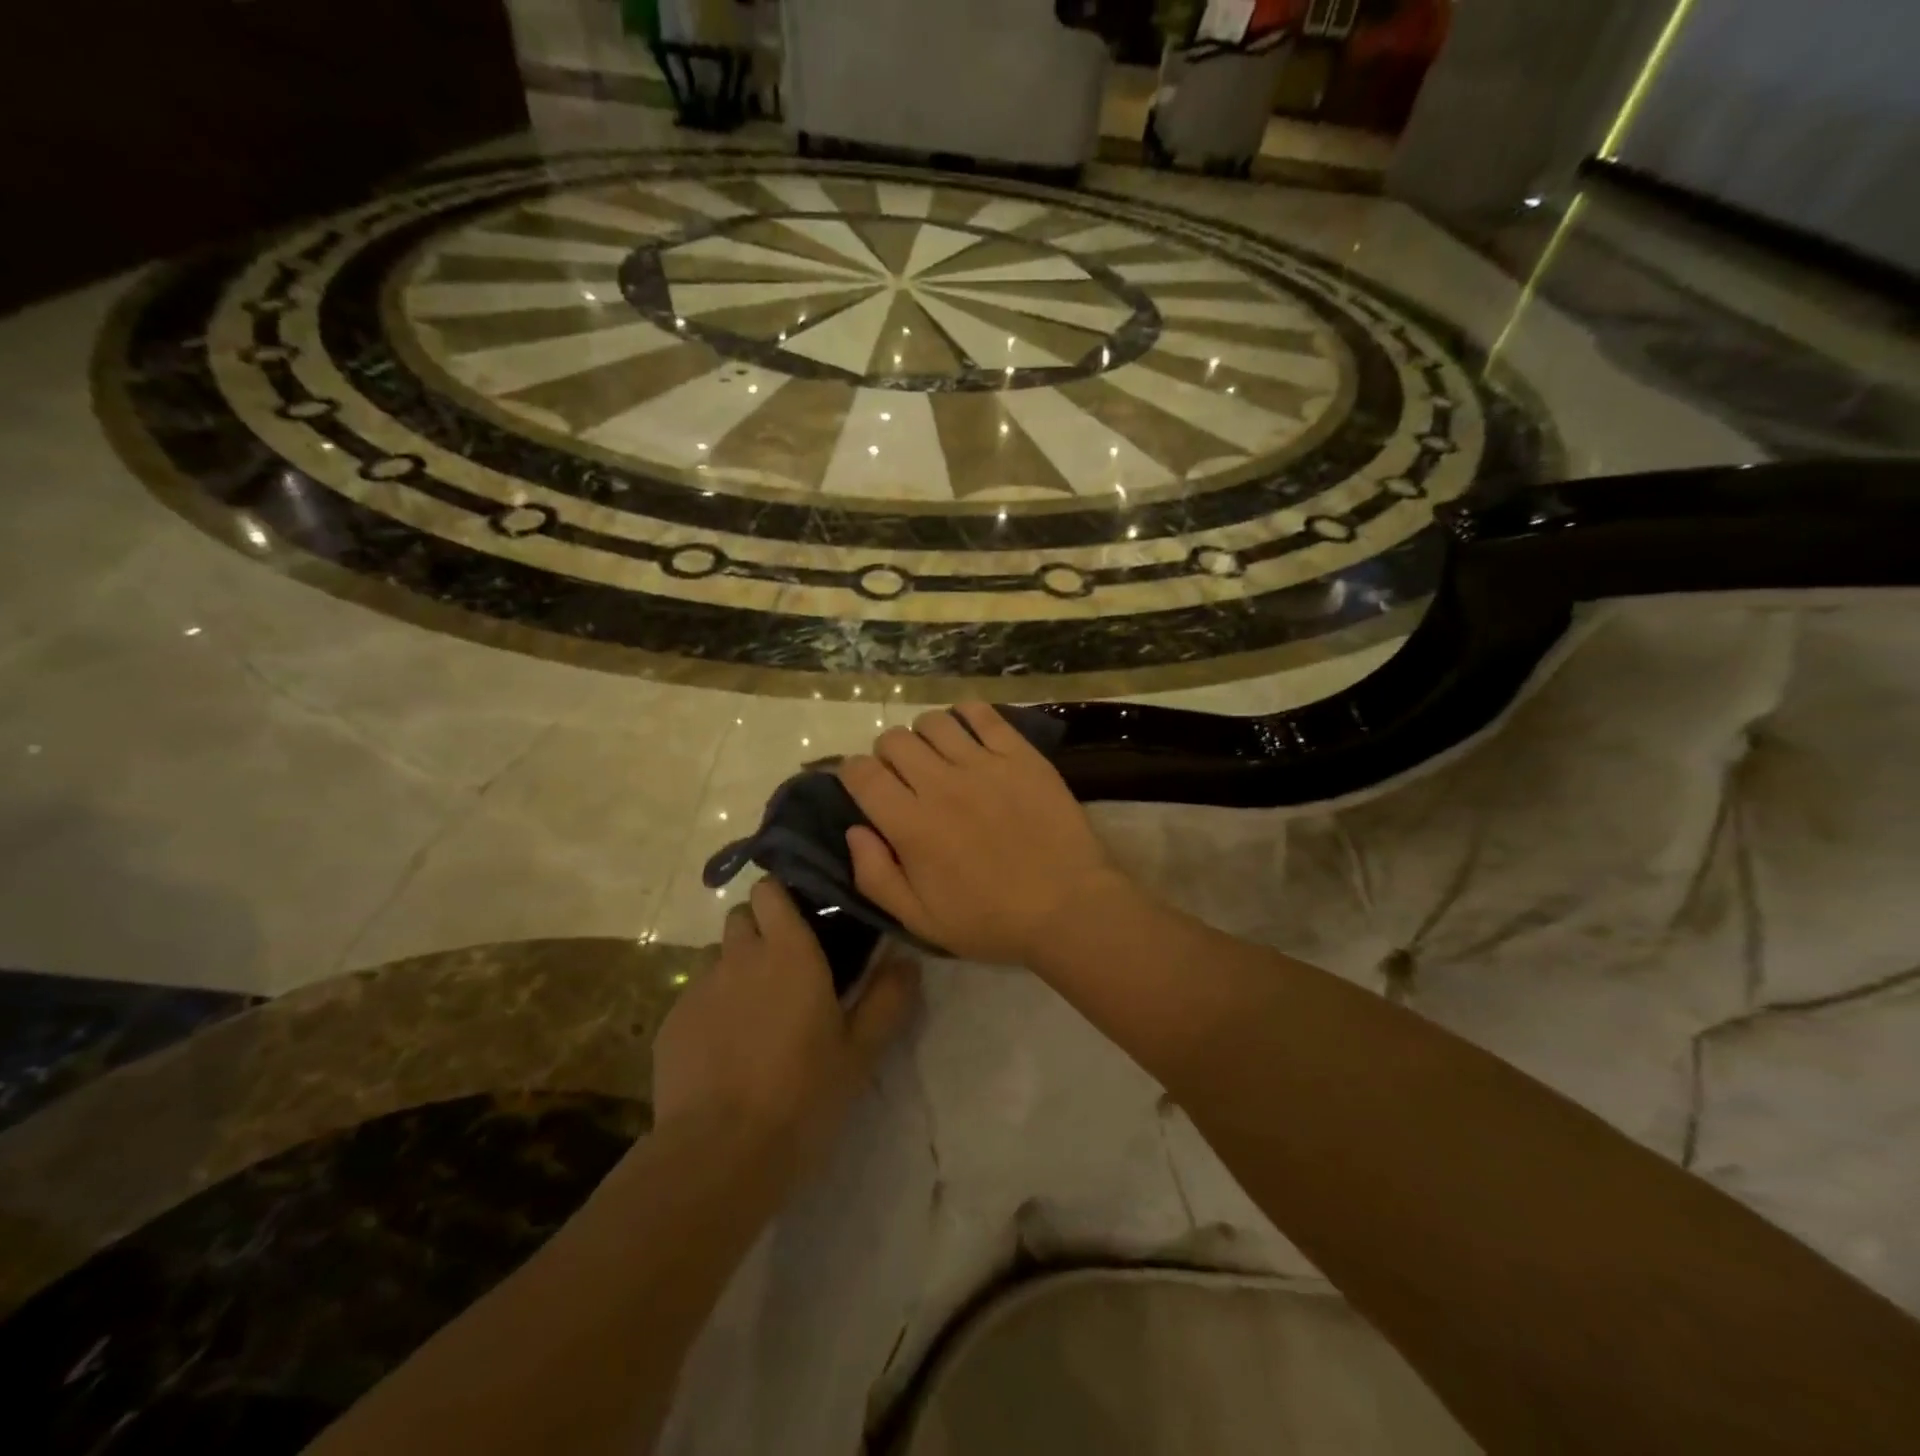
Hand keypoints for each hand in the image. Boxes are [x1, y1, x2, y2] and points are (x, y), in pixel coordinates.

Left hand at [651, 879, 918, 1182]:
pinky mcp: (670, 1023)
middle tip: (784, 967)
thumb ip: (887, 999)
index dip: (783, 897)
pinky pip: (694, 997)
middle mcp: (739, 956)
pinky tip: (724, 1049)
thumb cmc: (802, 1094)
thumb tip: (908, 961)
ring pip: (716, 956)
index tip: (803, 916)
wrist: (720, 1153)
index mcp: (788, 952)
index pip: (772, 891)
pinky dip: (711, 1007)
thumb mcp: (860, 1051)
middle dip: (760, 929)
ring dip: (734, 967)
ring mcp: (699, 988)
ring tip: (752, 1010)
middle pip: (741, 916)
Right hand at [838, 702, 1130, 964]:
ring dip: (924, 735)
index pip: (861, 774)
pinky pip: (982, 714)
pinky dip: (966, 716)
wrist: (1068, 907)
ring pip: (933, 722)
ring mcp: (983, 764)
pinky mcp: (1020, 754)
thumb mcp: (921, 921)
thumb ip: (876, 876)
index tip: (861, 785)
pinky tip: (969, 734)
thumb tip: (853, 831)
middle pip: (893, 740)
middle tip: (903, 777)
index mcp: (911, 825)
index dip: (851, 773)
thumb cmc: (992, 921)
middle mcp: (940, 784)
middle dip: (886, 755)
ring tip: (938, 757)